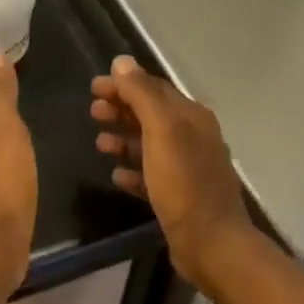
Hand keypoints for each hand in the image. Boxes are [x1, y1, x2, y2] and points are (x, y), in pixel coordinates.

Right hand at [91, 55, 254, 287]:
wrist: (210, 241)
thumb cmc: (183, 180)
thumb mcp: (161, 129)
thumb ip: (141, 94)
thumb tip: (122, 62)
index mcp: (192, 117)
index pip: (154, 89)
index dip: (124, 84)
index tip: (94, 87)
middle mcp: (193, 137)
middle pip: (151, 115)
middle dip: (121, 110)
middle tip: (92, 112)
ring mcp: (188, 168)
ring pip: (150, 145)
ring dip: (124, 139)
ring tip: (99, 144)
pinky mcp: (180, 196)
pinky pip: (151, 176)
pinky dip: (133, 171)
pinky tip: (116, 175)